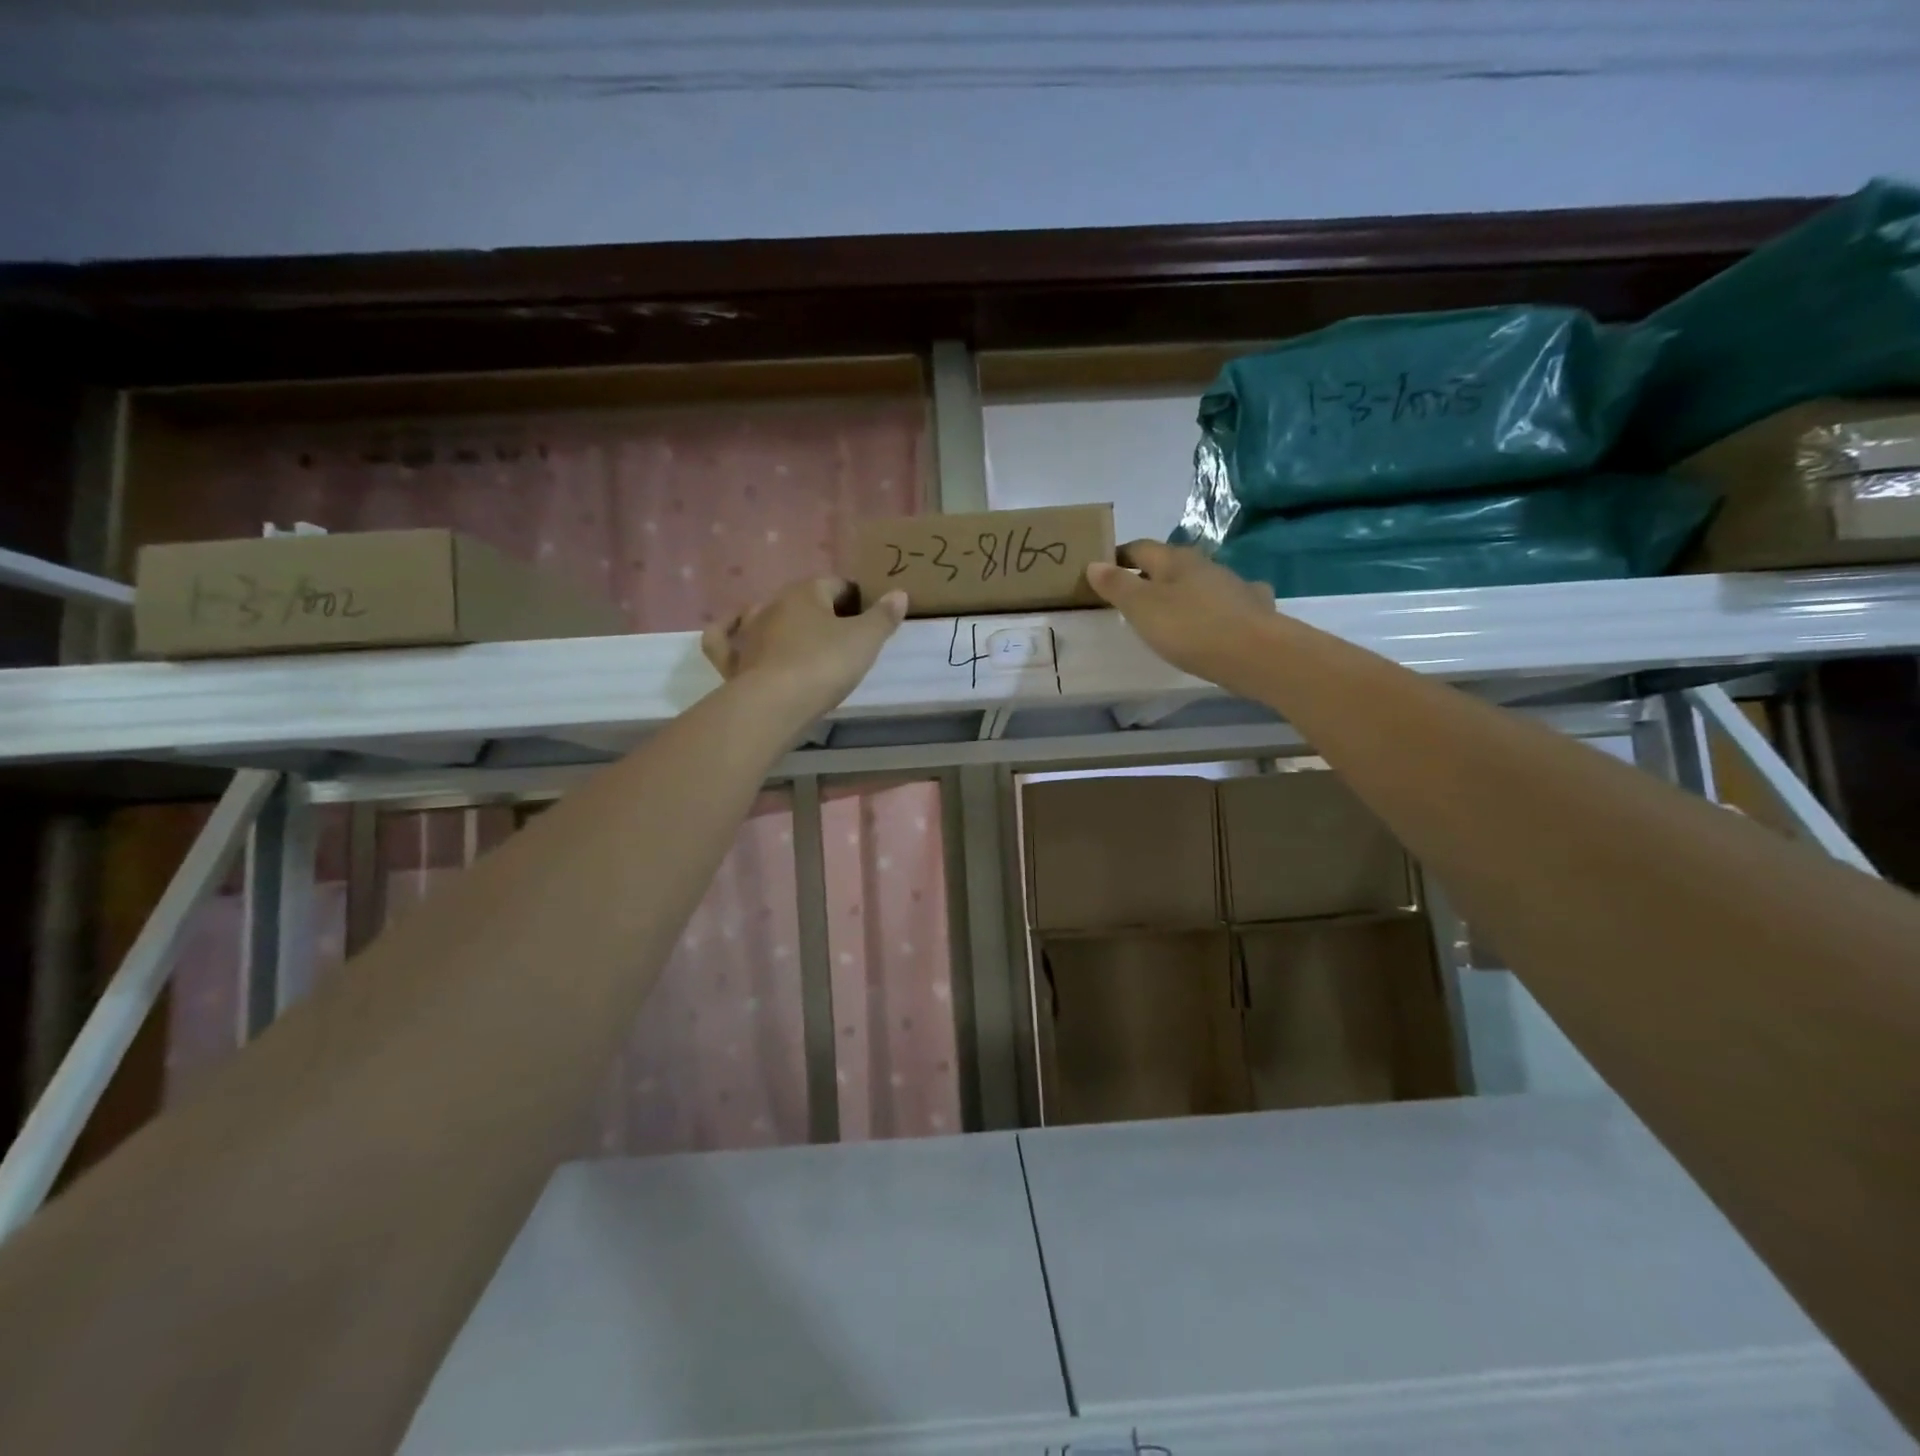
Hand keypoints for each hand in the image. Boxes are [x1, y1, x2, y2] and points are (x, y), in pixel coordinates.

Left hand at [701, 577, 908, 723]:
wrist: (774, 705)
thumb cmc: (824, 665)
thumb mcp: (865, 640)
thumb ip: (883, 617)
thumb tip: (898, 593)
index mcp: (806, 593)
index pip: (836, 584)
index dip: (856, 598)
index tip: (870, 618)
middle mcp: (772, 605)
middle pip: (803, 599)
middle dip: (823, 612)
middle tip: (845, 636)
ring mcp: (747, 633)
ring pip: (765, 616)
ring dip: (784, 623)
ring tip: (802, 640)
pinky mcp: (732, 661)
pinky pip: (724, 640)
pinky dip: (728, 634)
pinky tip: (734, 633)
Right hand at [1087, 541, 1275, 687]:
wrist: (1255, 653)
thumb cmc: (1189, 628)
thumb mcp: (1141, 608)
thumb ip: (1116, 586)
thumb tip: (1094, 563)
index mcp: (1174, 560)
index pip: (1139, 548)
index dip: (1118, 556)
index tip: (1102, 570)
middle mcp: (1204, 564)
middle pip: (1170, 563)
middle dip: (1149, 574)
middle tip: (1130, 595)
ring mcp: (1233, 584)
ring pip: (1200, 580)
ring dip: (1183, 589)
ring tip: (1169, 609)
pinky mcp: (1252, 608)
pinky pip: (1228, 600)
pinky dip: (1216, 604)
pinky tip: (1217, 615)